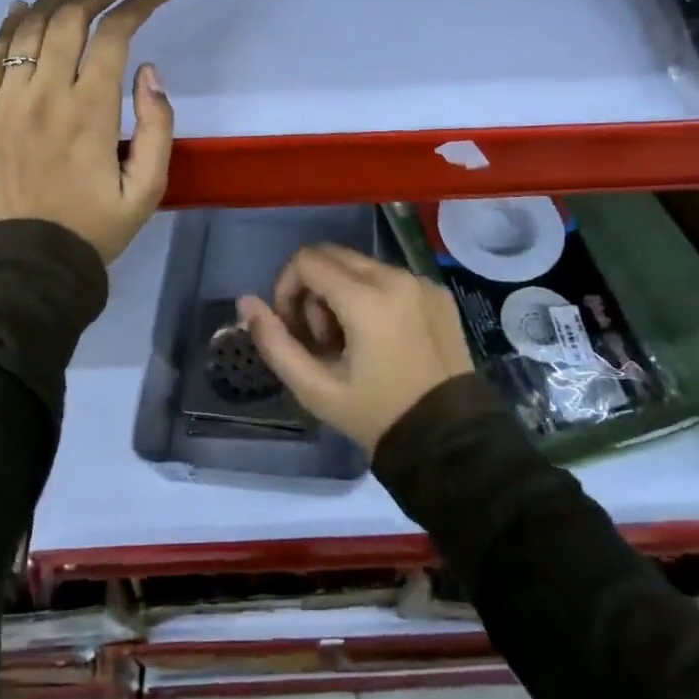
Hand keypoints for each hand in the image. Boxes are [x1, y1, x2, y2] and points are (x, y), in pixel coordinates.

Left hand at [0, 0, 175, 264]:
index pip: (115, 35)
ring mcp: (4, 101)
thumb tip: (149, 70)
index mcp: (90, 112)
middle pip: (71, 18)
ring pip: (28, 27)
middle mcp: (45, 95)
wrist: (29, 265)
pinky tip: (24, 5)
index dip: (140, 4)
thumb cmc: (95, 227)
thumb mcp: (148, 189)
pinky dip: (9, 24)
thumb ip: (158, 126)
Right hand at [238, 244, 473, 450]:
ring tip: (350, 343)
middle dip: (313, 289)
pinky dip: (373, 296)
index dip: (286, 288)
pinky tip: (381, 340)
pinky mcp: (439, 292)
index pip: (306, 261)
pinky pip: (391, 278)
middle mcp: (395, 277)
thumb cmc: (377, 416)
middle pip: (333, 256)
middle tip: (320, 337)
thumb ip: (275, 342)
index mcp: (366, 298)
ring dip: (342, 292)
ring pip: (361, 265)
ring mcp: (421, 282)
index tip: (292, 327)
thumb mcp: (316, 389)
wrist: (452, 442)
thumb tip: (246, 302)